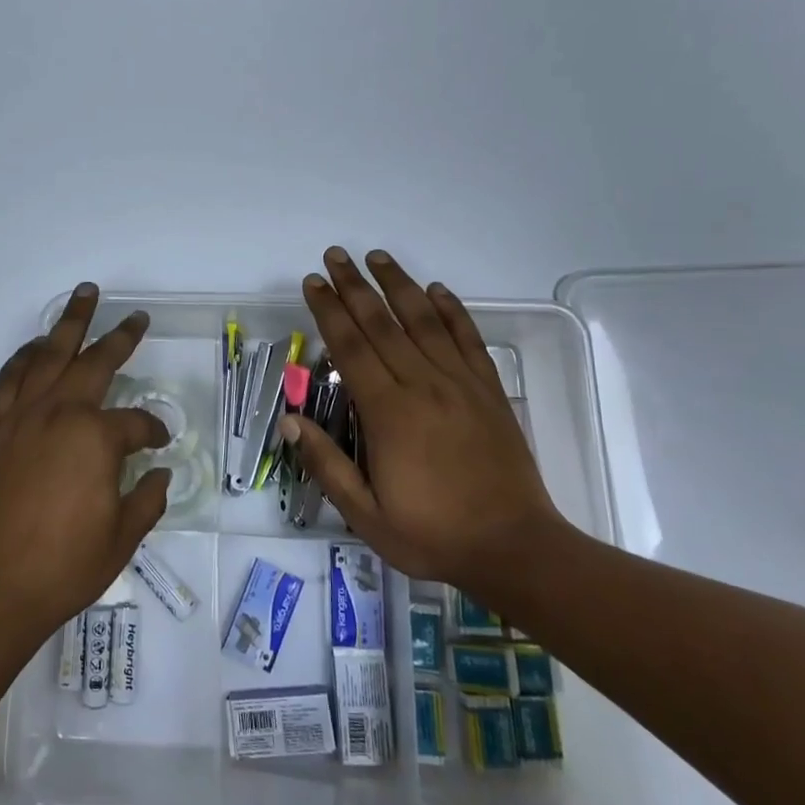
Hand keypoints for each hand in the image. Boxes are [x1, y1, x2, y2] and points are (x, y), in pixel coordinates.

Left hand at [0, 284, 171, 645]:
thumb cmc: (63, 567)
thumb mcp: (122, 538)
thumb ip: (148, 499)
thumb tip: (160, 474)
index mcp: (96, 437)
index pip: (137, 422)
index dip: (153, 430)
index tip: (160, 441)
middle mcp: (58, 413)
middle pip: (94, 362)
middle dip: (119, 337)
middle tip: (135, 317)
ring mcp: (19, 417)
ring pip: (47, 356)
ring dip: (68, 325)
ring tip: (83, 298)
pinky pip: (7, 379)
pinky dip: (23, 358)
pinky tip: (34, 348)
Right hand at [284, 247, 569, 586]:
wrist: (514, 548)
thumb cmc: (432, 535)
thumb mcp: (365, 515)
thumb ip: (327, 464)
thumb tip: (289, 420)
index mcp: (389, 413)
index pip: (351, 348)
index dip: (329, 311)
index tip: (313, 283)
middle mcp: (423, 386)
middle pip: (383, 323)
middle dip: (354, 286)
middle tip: (335, 255)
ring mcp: (460, 384)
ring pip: (424, 321)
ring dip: (398, 285)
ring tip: (377, 257)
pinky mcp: (489, 391)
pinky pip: (468, 339)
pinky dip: (452, 310)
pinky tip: (436, 290)